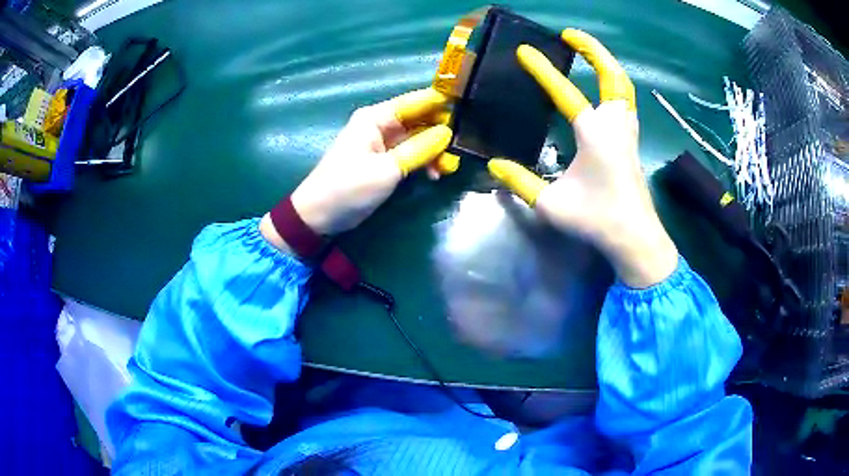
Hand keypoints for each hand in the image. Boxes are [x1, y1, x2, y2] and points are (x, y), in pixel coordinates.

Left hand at [264, 89, 455, 244]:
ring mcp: (383, 144)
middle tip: (462, 149)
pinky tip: (435, 175)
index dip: (442, 102)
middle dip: (442, 133)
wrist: (319, 217)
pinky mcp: (384, 161)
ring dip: (435, 151)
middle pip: (420, 120)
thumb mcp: (386, 169)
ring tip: (448, 168)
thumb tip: (448, 133)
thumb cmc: (348, 188)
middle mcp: (380, 125)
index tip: (470, 106)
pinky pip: (411, 154)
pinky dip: (424, 162)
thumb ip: (419, 149)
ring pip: (418, 139)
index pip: (416, 101)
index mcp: (376, 117)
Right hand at [487, 30, 676, 287]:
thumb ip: (520, 182)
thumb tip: (494, 165)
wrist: (635, 238)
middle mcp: (615, 125)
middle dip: (593, 49)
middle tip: (570, 35)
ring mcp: (627, 131)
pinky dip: (615, 83)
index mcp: (594, 134)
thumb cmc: (596, 220)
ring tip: (588, 52)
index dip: (542, 70)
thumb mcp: (551, 204)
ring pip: (624, 86)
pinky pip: (626, 101)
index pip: (565, 92)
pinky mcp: (632, 141)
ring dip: (607, 64)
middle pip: (612, 76)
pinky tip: (603, 87)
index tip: (524, 51)